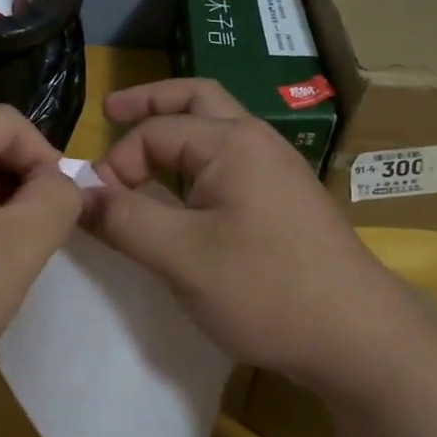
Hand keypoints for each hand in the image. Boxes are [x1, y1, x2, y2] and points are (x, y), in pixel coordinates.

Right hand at [83, 79, 418, 396]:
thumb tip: (77, 194)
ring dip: (177, 127)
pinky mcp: (286, 199)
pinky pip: (232, 160)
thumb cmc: (268, 289)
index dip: (117, 163)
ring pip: (218, 127)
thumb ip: (125, 220)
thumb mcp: (183, 257)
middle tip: (111, 111)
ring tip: (142, 144)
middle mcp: (258, 141)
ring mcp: (278, 168)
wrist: (360, 337)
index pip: (155, 132)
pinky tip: (186, 188)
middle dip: (150, 102)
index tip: (96, 207)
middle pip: (196, 99)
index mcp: (232, 142)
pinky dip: (198, 158)